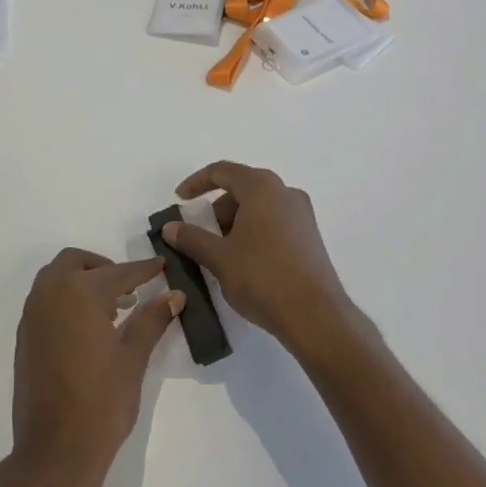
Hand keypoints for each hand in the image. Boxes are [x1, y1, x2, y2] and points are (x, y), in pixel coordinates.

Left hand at [9, 249, 182, 486]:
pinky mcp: (25, 336)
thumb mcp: (132, 358)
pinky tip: (89, 327)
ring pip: (56, 279)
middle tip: (130, 288)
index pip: (117, 273)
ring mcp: (32, 316)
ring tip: (113, 308)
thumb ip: (151, 320)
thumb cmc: (101, 402)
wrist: (55, 450)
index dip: (141, 270)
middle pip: (75, 262)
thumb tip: (173, 295)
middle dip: (103, 268)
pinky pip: (46, 301)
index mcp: (78, 294)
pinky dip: (66, 299)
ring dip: (82, 281)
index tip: (160, 265)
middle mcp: (49, 295)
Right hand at [163, 162, 358, 357]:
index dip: (196, 182)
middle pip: (242, 188)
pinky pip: (274, 221)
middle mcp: (285, 192)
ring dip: (235, 222)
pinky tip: (244, 260)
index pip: (222, 171)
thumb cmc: (262, 277)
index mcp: (261, 188)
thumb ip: (191, 238)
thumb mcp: (218, 258)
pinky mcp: (310, 235)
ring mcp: (302, 214)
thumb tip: (170, 227)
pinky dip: (253, 231)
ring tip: (220, 252)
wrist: (315, 315)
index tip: (180, 200)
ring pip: (258, 206)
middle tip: (200, 233)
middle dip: (216, 208)